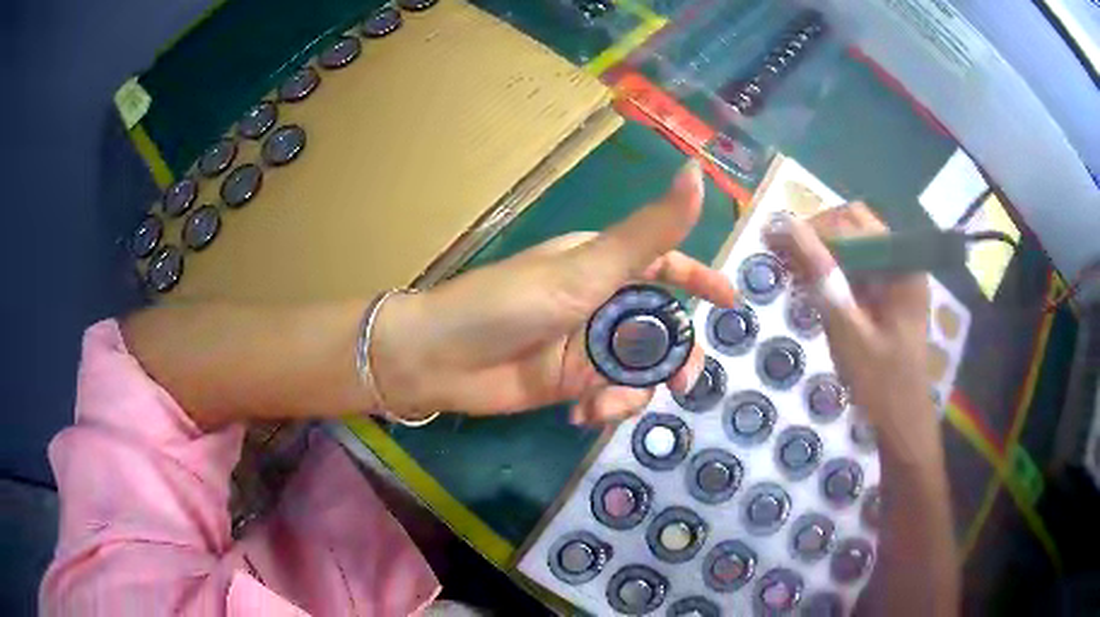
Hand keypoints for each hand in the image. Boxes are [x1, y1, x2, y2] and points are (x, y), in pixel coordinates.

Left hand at [372, 161, 737, 424]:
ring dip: (631, 393)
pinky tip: (580, 415)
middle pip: (661, 328)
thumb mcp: (586, 269)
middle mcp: (600, 302)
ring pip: (639, 369)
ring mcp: (587, 345)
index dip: (700, 280)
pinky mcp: (572, 382)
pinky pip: (611, 395)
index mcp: (603, 265)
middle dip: (674, 358)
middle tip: (679, 385)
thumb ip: (649, 231)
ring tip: (600, 406)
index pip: (666, 264)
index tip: (731, 304)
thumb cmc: (509, 305)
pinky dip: (606, 408)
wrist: (441, 360)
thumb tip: (699, 174)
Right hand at [765, 204, 936, 461]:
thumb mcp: (846, 329)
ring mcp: (897, 279)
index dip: (813, 227)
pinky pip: (858, 271)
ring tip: (794, 276)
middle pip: (855, 228)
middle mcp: (903, 262)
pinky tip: (814, 293)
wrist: (902, 426)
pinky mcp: (889, 297)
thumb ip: (819, 274)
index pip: (853, 222)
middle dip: (817, 238)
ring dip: (823, 256)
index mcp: (901, 264)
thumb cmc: (880, 383)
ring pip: (854, 248)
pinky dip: (833, 275)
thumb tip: (782, 226)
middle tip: (784, 261)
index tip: (776, 243)